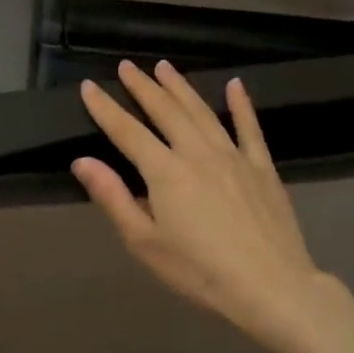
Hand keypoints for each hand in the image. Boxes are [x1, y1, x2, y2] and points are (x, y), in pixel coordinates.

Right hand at [73, 60, 331, 352]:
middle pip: (165, 111)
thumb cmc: (200, 271)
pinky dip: (241, 105)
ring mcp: (234, 156)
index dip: (105, 108)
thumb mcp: (145, 242)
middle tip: (127, 65)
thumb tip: (82, 161)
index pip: (127, 131)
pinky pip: (250, 128)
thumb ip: (113, 197)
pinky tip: (235, 85)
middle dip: (143, 86)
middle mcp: (197, 153)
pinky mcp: (263, 168)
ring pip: (202, 112)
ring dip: (181, 87)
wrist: (271, 287)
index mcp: (165, 172)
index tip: (89, 86)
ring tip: (164, 66)